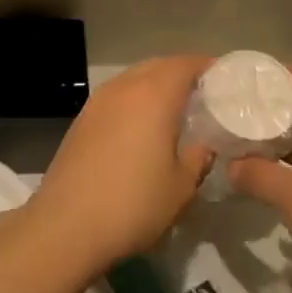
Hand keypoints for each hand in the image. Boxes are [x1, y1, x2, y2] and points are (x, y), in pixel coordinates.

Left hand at [22, 56, 214, 275]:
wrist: (65, 227)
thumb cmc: (133, 204)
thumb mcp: (181, 187)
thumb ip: (199, 159)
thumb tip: (204, 146)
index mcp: (154, 95)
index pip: (185, 64)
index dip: (207, 67)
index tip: (226, 80)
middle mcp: (123, 88)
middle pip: (157, 66)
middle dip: (181, 74)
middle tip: (203, 95)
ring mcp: (96, 103)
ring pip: (133, 80)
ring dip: (155, 87)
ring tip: (174, 110)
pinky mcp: (80, 122)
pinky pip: (115, 98)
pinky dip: (133, 102)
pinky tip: (141, 128)